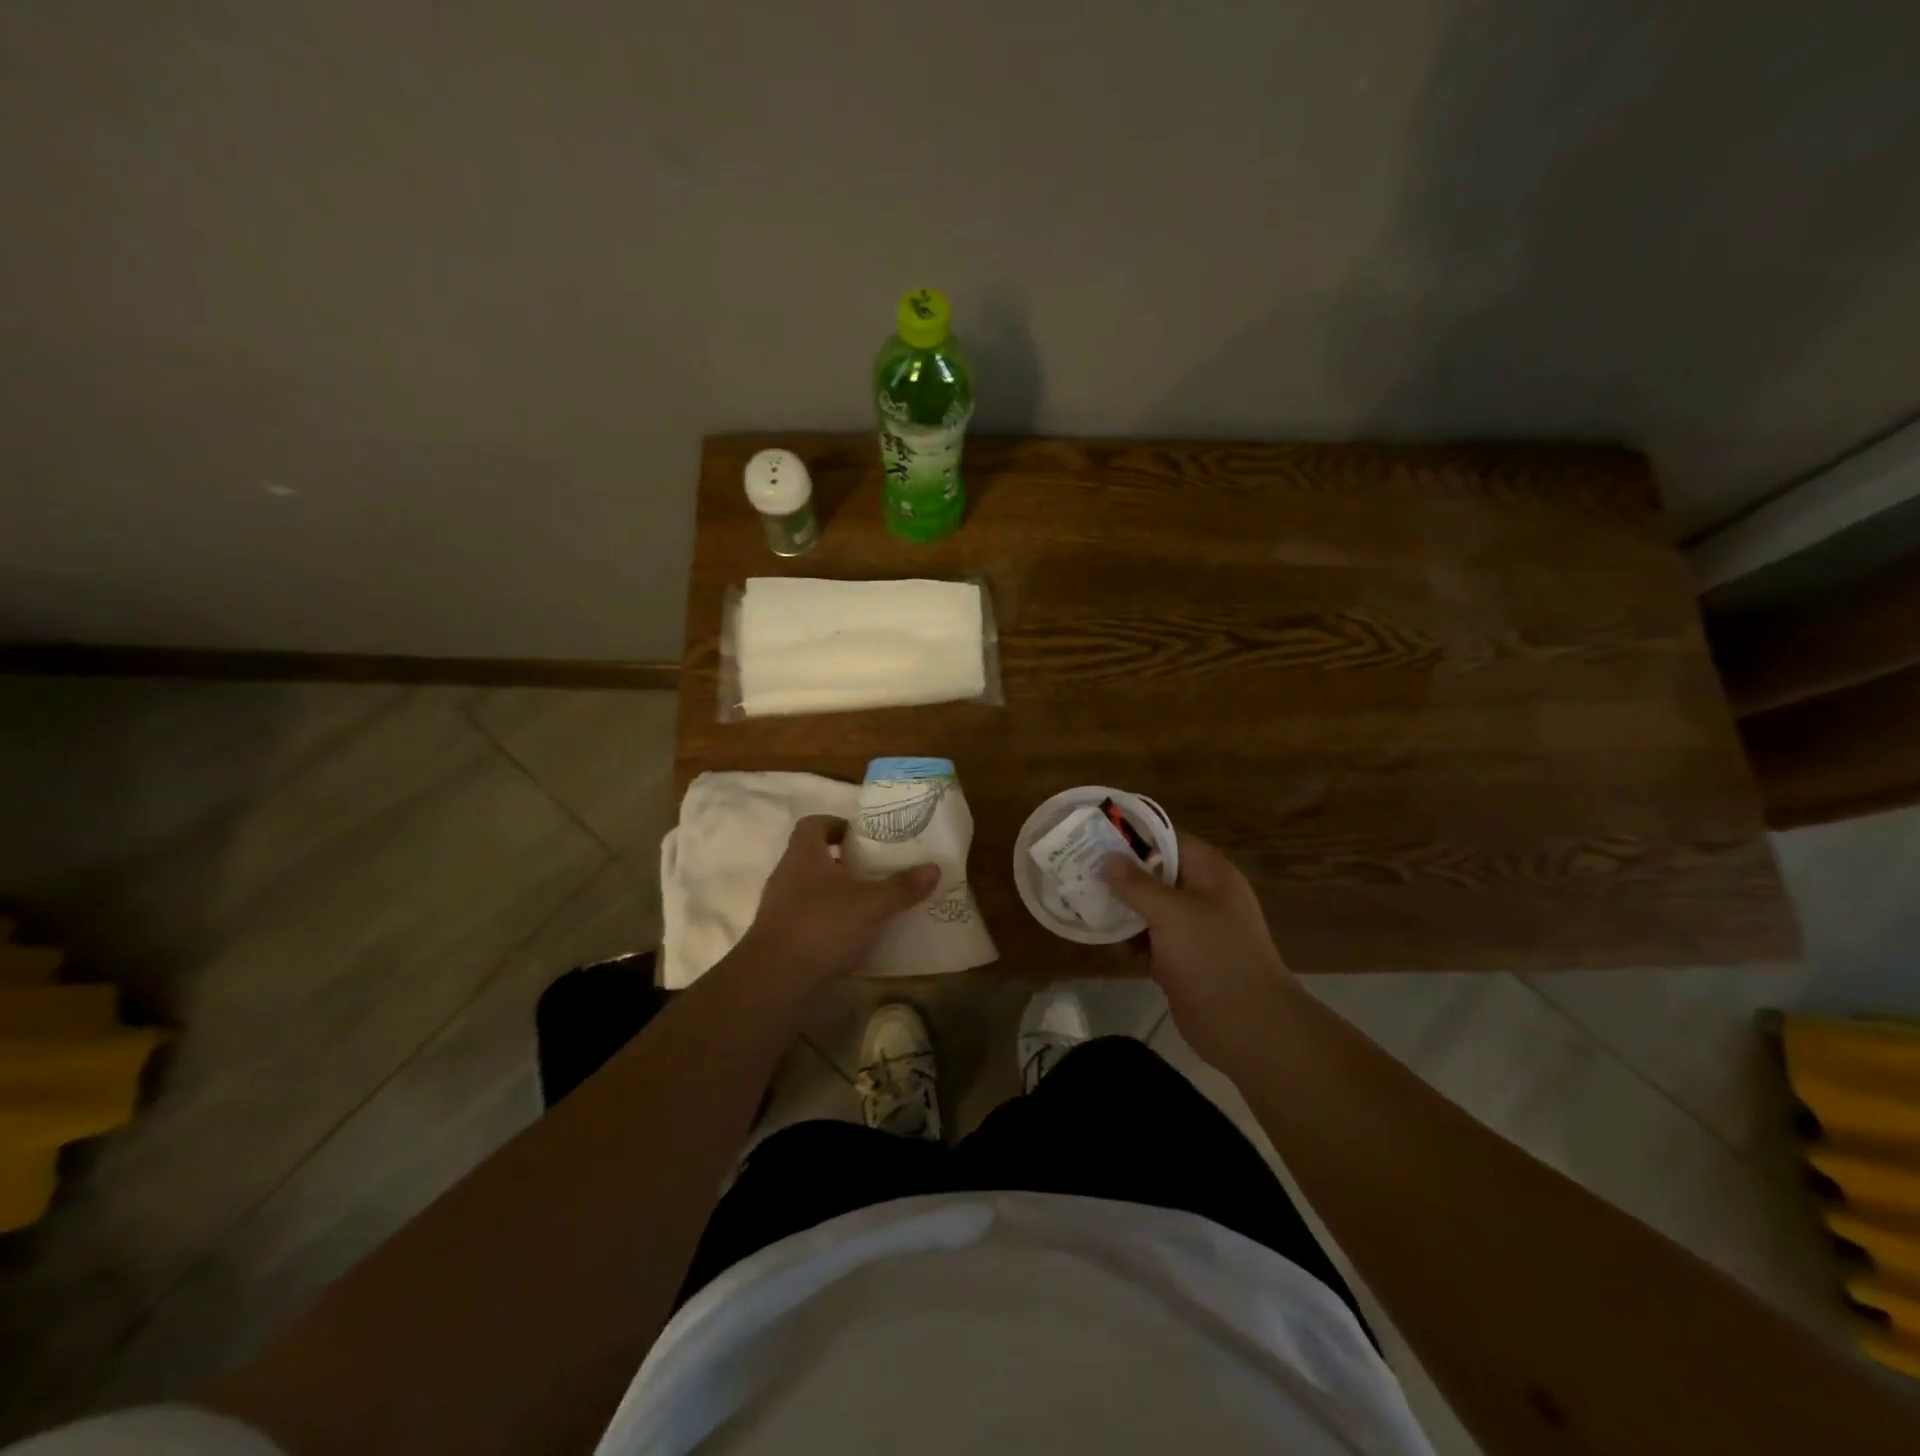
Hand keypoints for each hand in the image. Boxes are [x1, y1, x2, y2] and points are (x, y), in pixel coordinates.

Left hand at [734, 816, 939, 990]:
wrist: (775, 980)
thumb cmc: (823, 926)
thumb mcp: (872, 904)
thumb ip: (902, 886)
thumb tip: (934, 867)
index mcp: (804, 854)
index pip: (813, 824)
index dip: (835, 824)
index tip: (861, 836)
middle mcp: (786, 875)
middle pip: (812, 857)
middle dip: (842, 861)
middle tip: (872, 870)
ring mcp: (778, 908)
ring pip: (809, 889)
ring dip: (835, 893)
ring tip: (868, 904)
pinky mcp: (779, 937)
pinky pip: (807, 919)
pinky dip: (828, 922)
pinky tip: (852, 938)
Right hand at [1102, 832, 1296, 1066]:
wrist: (1247, 1026)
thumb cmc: (1213, 957)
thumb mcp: (1172, 913)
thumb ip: (1137, 885)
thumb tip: (1108, 859)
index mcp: (1210, 875)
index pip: (1169, 840)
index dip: (1134, 835)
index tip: (1096, 835)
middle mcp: (1201, 897)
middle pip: (1155, 874)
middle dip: (1120, 874)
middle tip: (1079, 868)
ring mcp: (1191, 930)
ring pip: (1148, 908)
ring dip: (1120, 908)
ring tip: (1081, 900)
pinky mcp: (1180, 960)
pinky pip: (1148, 940)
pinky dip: (1128, 939)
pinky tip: (1100, 938)